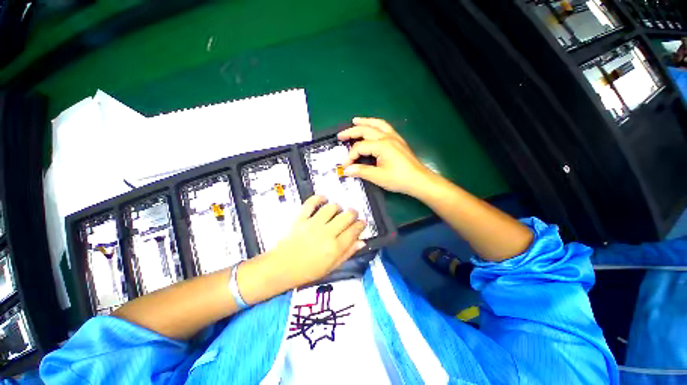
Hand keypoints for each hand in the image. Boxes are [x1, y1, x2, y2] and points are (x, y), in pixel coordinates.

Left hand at [243, 195, 365, 298]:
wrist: (282, 268)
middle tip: (352, 215)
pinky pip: (311, 203)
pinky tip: (324, 199)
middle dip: (353, 213)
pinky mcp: (301, 218)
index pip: (354, 231)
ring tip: (337, 211)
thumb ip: (348, 253)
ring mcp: (313, 224)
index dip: (361, 224)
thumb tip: (362, 241)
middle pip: (346, 216)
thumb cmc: (308, 271)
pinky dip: (319, 198)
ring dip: (338, 207)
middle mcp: (326, 233)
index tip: (362, 223)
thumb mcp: (332, 267)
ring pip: (332, 207)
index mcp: (335, 247)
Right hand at [338, 117, 435, 197]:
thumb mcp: (378, 177)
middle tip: (340, 135)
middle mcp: (387, 137)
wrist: (419, 180)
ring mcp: (394, 137)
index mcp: (381, 145)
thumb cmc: (399, 179)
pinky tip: (373, 128)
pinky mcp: (398, 141)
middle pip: (366, 130)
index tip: (345, 167)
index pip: (360, 147)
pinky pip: (385, 127)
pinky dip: (376, 125)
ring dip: (365, 122)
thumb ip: (361, 171)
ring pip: (377, 124)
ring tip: (355, 120)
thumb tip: (346, 170)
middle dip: (351, 132)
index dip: (350, 157)